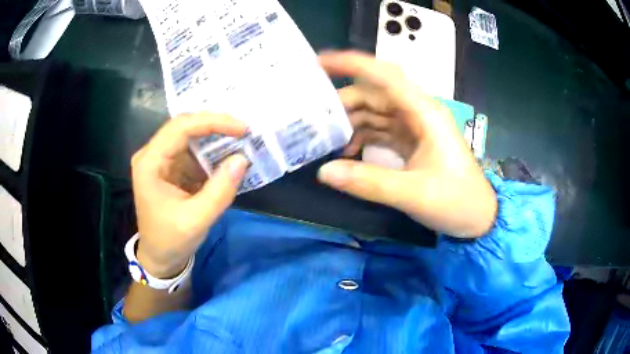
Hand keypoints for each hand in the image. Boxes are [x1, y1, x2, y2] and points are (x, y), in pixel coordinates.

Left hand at [131, 113, 247, 277]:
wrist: (160, 257)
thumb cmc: (171, 240)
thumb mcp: (196, 220)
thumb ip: (220, 191)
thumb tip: (242, 159)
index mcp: (150, 163)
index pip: (180, 127)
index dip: (212, 122)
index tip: (242, 128)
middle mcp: (153, 155)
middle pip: (185, 127)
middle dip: (216, 126)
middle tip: (245, 130)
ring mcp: (162, 160)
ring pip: (191, 136)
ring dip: (216, 138)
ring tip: (242, 140)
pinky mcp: (172, 168)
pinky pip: (194, 151)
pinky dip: (213, 152)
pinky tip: (229, 155)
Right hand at [317, 51, 496, 237]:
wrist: (479, 218)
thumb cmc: (456, 201)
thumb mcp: (413, 194)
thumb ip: (368, 182)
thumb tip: (324, 172)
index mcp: (425, 113)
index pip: (385, 76)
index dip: (353, 64)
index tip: (319, 63)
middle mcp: (418, 113)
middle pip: (375, 95)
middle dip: (344, 102)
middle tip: (312, 117)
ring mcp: (415, 128)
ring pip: (376, 113)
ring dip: (351, 121)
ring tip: (323, 137)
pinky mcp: (412, 142)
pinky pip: (381, 131)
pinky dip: (362, 137)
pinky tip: (347, 151)